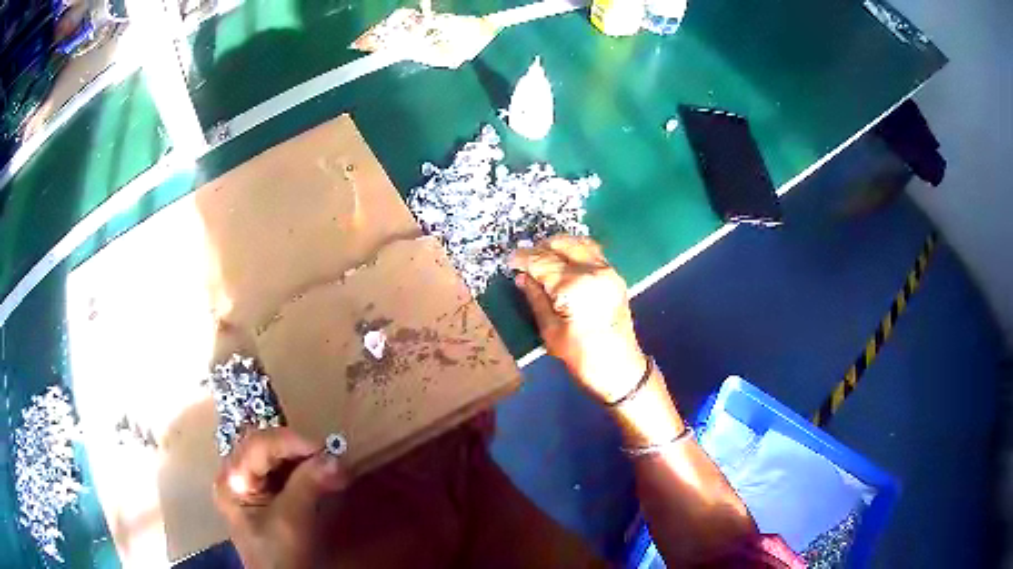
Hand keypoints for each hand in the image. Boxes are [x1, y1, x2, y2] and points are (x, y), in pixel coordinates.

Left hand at [213, 429, 347, 568]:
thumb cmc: (280, 555)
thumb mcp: (292, 521)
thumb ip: (308, 485)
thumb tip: (335, 457)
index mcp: (231, 480)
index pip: (257, 446)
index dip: (290, 442)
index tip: (324, 448)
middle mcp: (235, 474)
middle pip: (265, 446)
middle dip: (298, 449)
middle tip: (330, 456)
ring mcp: (249, 483)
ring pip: (276, 455)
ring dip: (305, 459)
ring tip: (332, 467)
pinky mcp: (265, 492)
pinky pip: (284, 470)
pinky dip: (305, 470)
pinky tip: (324, 476)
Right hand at [510, 236, 646, 403]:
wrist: (620, 369)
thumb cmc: (582, 357)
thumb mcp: (550, 332)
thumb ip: (536, 299)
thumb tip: (522, 277)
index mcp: (575, 286)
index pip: (543, 261)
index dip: (523, 258)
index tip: (509, 260)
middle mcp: (594, 271)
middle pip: (562, 245)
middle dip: (540, 248)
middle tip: (524, 260)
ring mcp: (608, 271)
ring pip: (579, 243)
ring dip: (558, 245)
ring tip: (543, 258)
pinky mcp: (615, 276)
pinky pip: (592, 252)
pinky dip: (575, 250)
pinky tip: (563, 261)